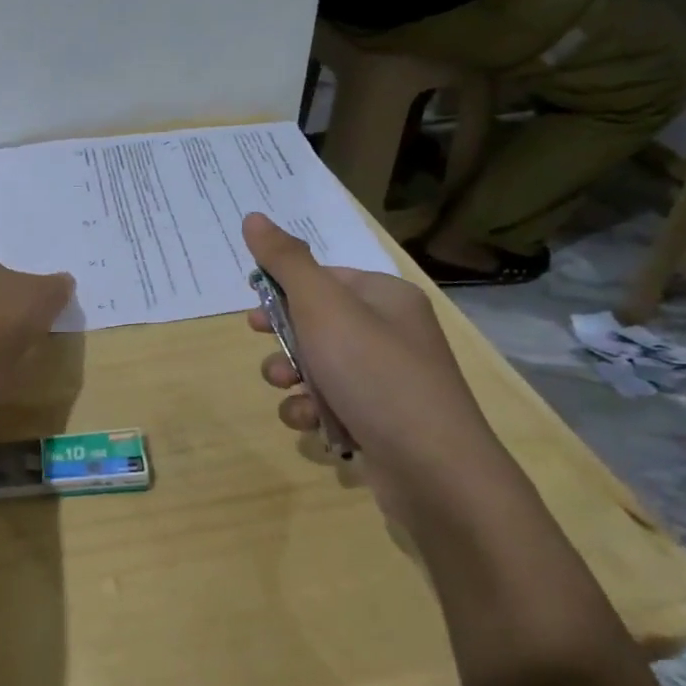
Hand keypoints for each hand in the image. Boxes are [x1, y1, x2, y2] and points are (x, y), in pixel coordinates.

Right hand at [242, 213, 518, 519]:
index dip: (282, 291)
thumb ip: (286, 262)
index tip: (253, 311)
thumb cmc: (374, 374)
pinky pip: (330, 403)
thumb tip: (253, 217)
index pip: (322, 278)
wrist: (433, 469)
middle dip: (284, 341)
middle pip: (315, 323)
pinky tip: (314, 424)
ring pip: (316, 367)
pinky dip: (313, 412)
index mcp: (384, 297)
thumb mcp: (323, 307)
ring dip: (293, 380)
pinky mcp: (379, 420)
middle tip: (269, 351)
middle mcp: (389, 333)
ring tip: (293, 394)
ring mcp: (386, 380)